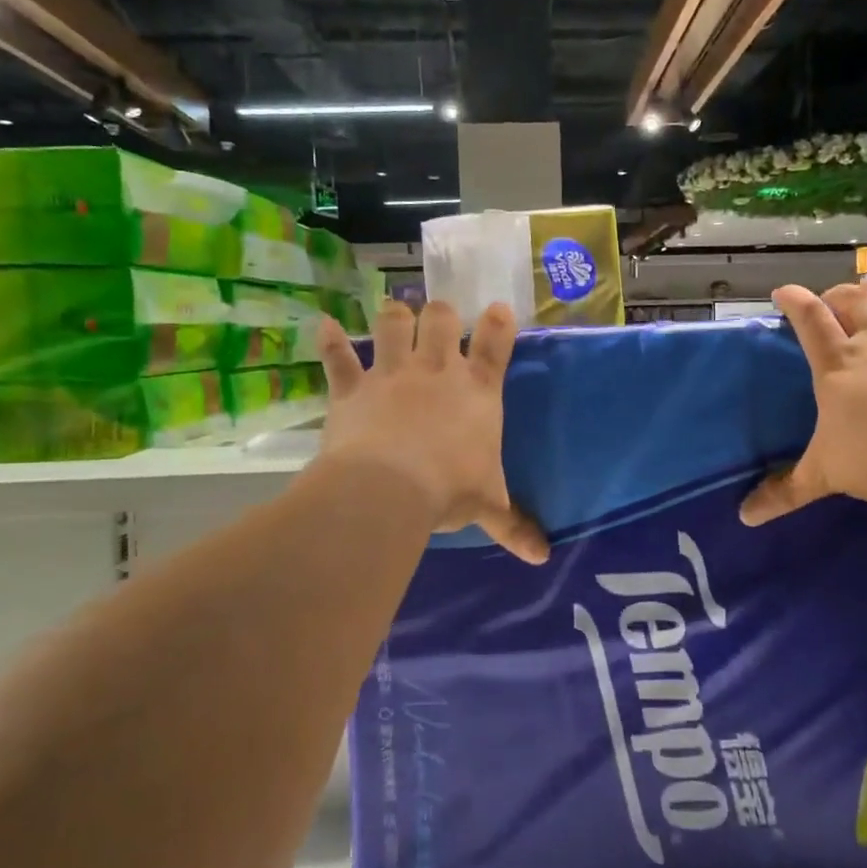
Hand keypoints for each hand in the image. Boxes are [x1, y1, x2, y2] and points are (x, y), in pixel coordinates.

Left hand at [318, 300, 548, 563]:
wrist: (389, 490)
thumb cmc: (450, 490)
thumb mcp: (488, 506)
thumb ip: (514, 525)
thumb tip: (542, 557)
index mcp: (477, 391)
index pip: (495, 345)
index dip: (497, 323)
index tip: (496, 310)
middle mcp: (436, 371)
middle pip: (441, 319)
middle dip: (440, 314)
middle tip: (438, 321)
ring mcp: (392, 374)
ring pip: (393, 324)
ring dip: (394, 316)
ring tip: (395, 315)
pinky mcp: (353, 388)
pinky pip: (338, 358)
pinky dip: (330, 341)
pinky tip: (323, 325)